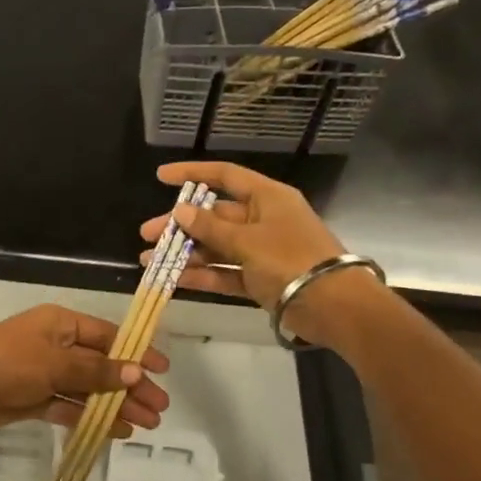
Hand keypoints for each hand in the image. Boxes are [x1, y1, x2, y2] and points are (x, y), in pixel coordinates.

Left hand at [0, 305, 170, 437]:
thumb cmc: (8, 362)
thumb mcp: (55, 363)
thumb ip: (96, 370)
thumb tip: (135, 372)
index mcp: (62, 324)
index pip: (108, 336)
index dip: (136, 352)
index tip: (162, 370)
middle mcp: (57, 346)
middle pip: (102, 365)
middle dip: (131, 386)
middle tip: (160, 407)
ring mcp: (46, 374)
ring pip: (89, 390)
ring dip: (116, 405)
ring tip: (147, 424)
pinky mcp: (35, 399)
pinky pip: (70, 407)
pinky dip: (92, 418)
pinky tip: (117, 431)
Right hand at [140, 162, 365, 345]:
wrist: (333, 306)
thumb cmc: (291, 259)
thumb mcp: (247, 240)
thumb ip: (210, 228)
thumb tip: (180, 211)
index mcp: (267, 198)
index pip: (225, 176)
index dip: (192, 175)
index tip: (161, 176)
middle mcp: (263, 220)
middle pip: (214, 216)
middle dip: (180, 225)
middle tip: (147, 233)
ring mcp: (261, 251)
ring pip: (216, 247)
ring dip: (185, 253)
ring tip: (150, 261)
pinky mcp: (259, 279)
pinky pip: (224, 272)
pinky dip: (202, 275)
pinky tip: (174, 279)